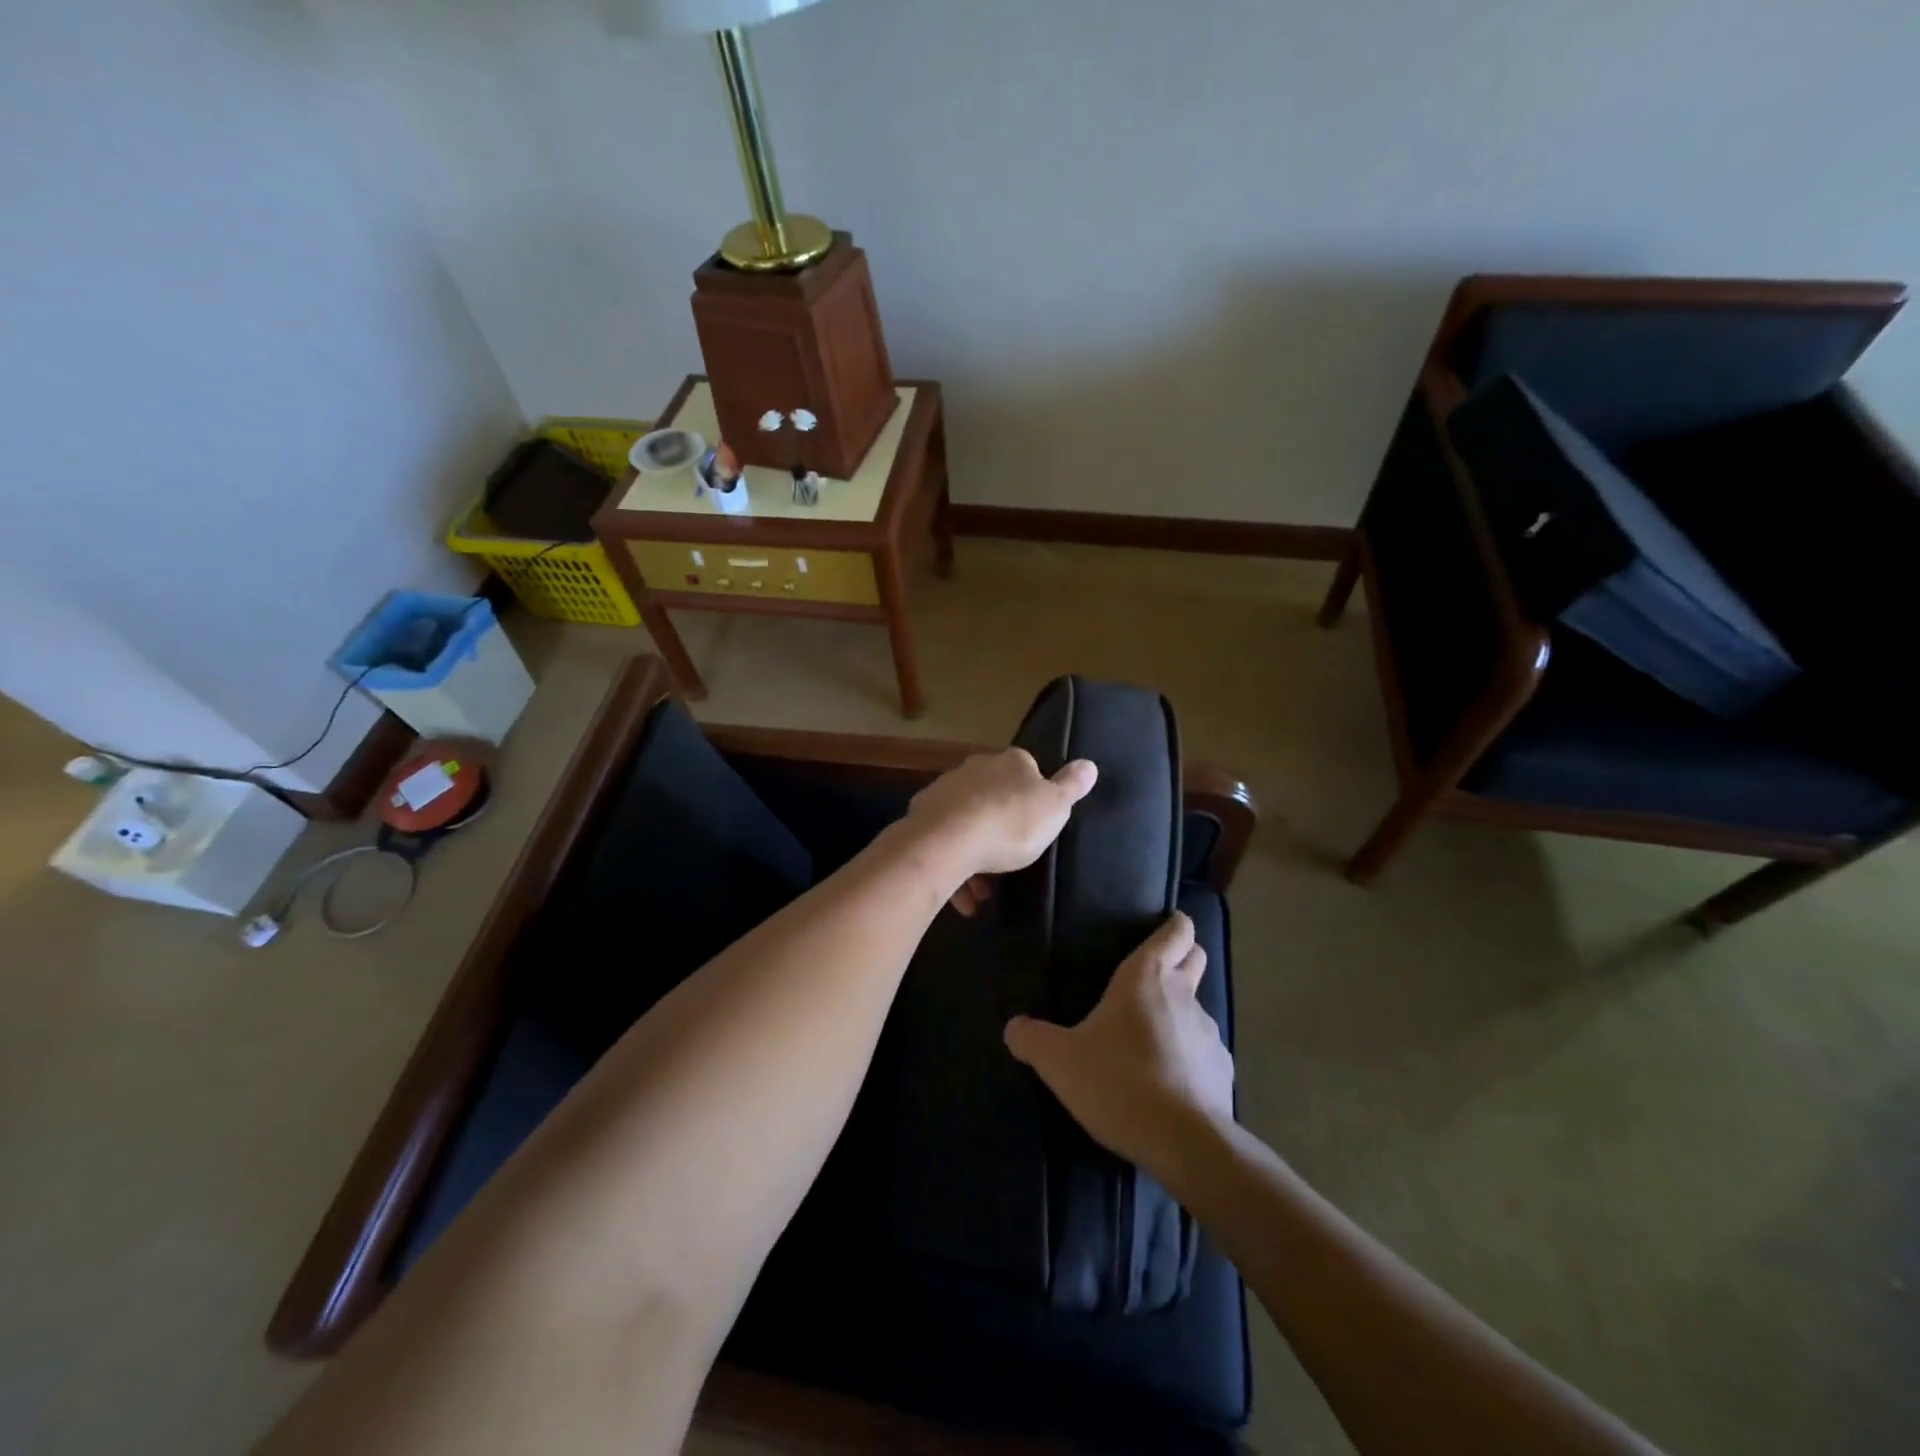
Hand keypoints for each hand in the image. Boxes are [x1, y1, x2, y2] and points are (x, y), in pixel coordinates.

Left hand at [902, 748, 1095, 897]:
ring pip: (966, 822)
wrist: (948, 842)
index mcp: (1009, 763)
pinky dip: (953, 866)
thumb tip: (1089, 763)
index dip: (1032, 795)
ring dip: (976, 854)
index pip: (1027, 769)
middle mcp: (975, 769)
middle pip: (993, 796)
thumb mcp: (1054, 807)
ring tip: (983, 893)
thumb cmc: (1010, 823)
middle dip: (1001, 827)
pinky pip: (943, 841)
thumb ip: (1071, 787)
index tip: (1035, 824)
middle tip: (1011, 860)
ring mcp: (944, 791)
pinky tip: (963, 899)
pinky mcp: (920, 816)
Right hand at [1004, 912, 1233, 1179]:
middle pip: (1194, 958)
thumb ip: (1032, 1039)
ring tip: (1150, 1039)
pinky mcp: (1222, 1071)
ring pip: (1197, 1008)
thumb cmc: (1118, 1081)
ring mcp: (1209, 1033)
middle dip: (1181, 958)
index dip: (1174, 925)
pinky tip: (1168, 1081)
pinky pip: (1204, 1051)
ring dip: (1179, 1014)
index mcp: (1146, 977)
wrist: (1184, 1142)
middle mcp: (1183, 995)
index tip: (1164, 925)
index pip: (1176, 931)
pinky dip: (1189, 1057)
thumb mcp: (1059, 1060)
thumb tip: (1013, 1028)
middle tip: (1151, 975)